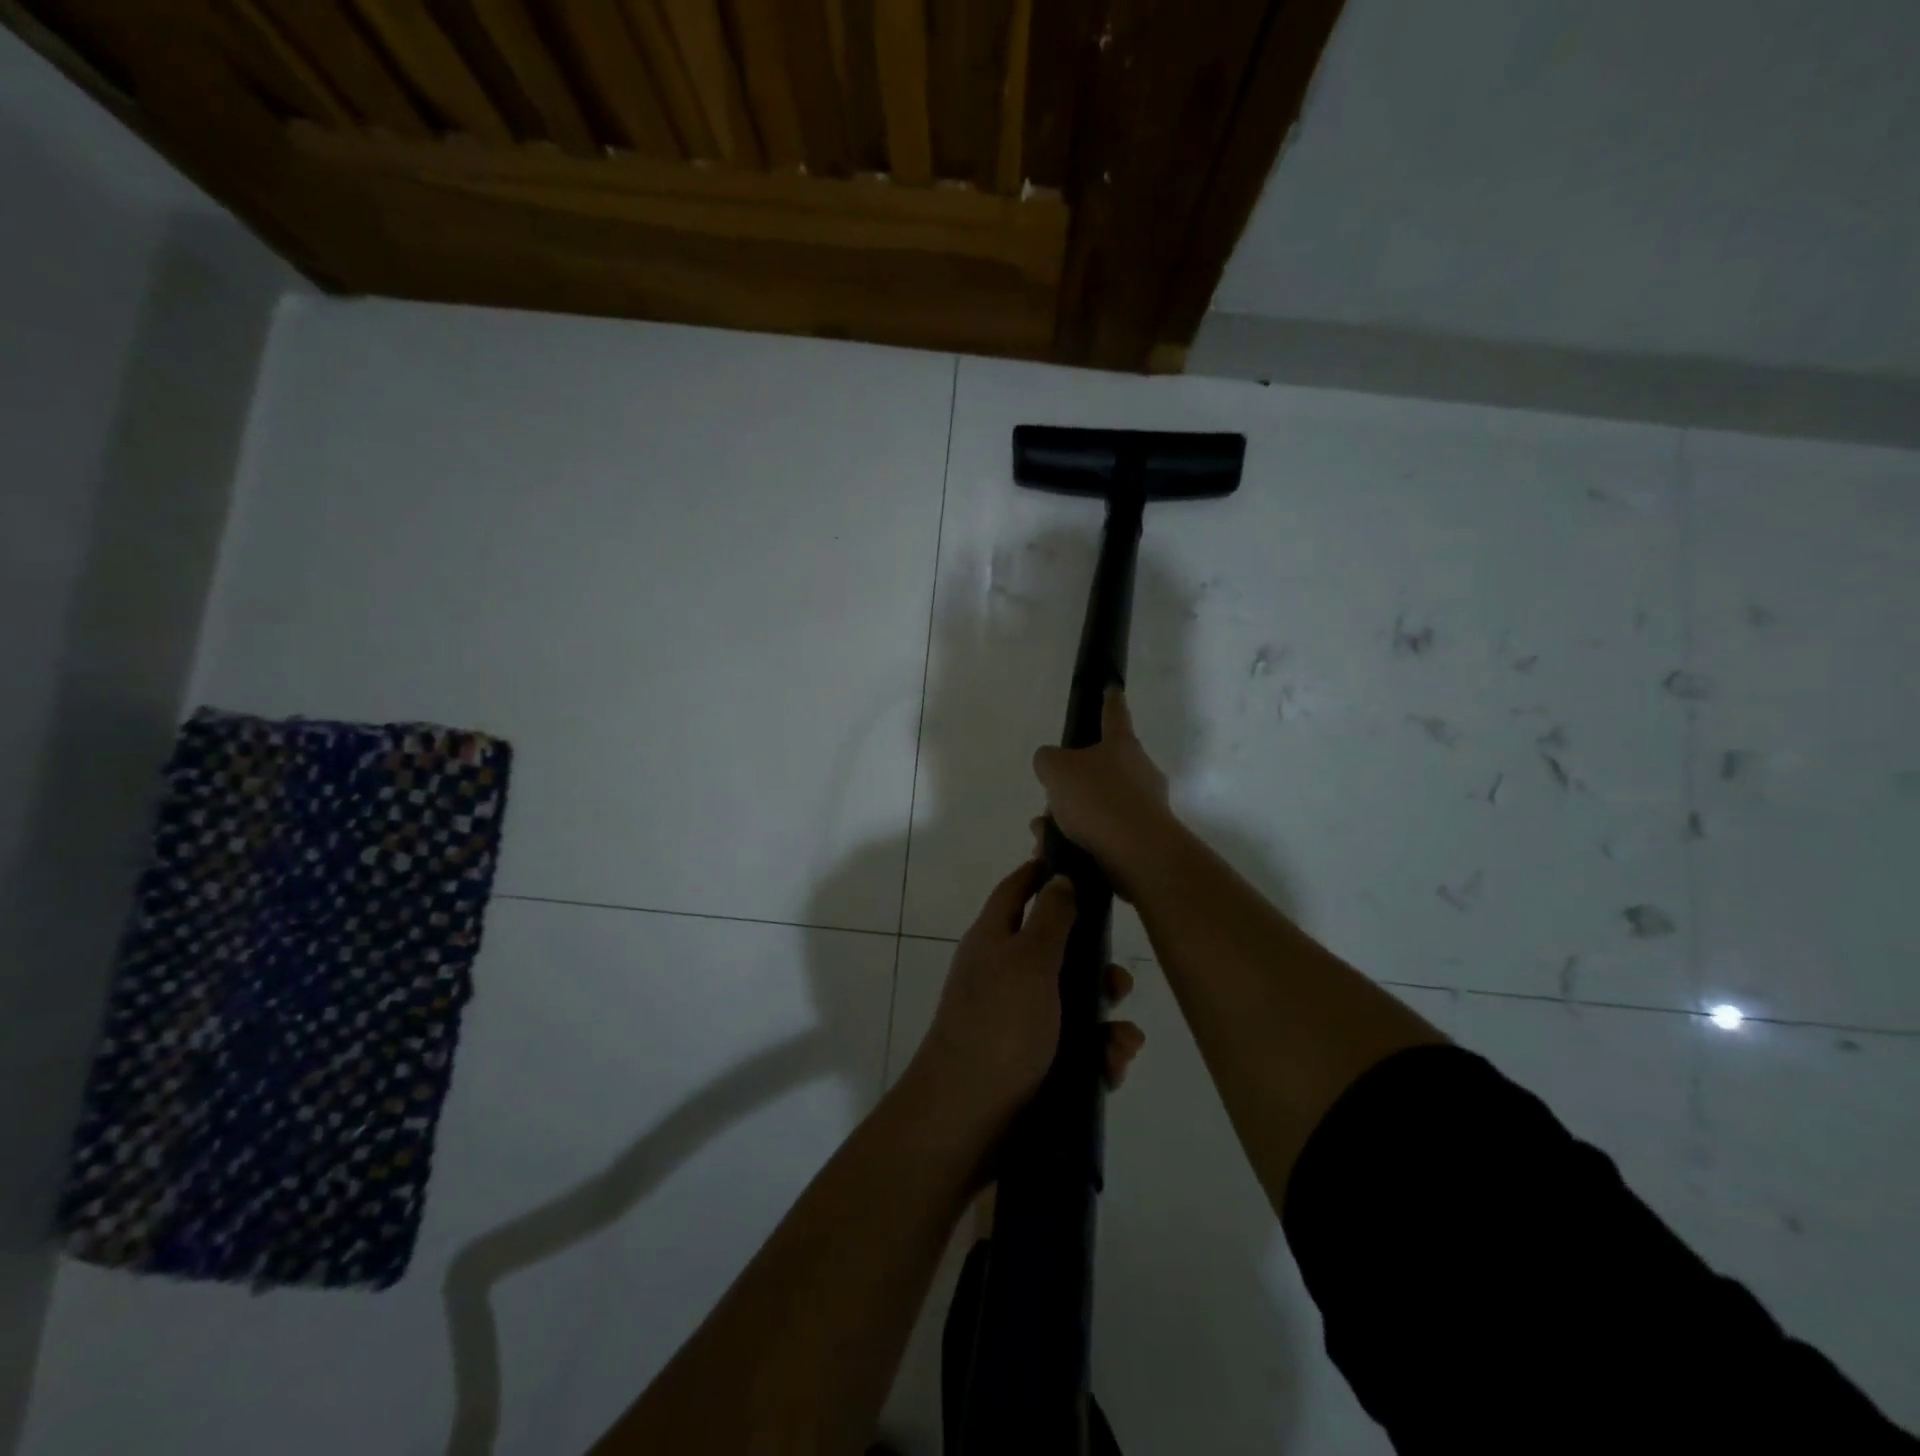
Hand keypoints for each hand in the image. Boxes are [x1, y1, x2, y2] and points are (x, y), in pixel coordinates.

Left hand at [903, 858, 1145, 1141]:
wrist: (968, 1118)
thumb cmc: (999, 1026)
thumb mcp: (1029, 960)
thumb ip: (1050, 917)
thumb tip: (1059, 877)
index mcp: (994, 939)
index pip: (1017, 890)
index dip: (1043, 873)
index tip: (1081, 865)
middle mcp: (1003, 974)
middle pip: (1056, 951)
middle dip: (1095, 966)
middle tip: (1119, 982)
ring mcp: (1016, 1020)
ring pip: (1073, 1004)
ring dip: (1104, 1020)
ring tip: (1122, 1043)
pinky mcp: (1030, 1062)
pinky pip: (1074, 1048)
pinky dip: (1096, 1056)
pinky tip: (1111, 1070)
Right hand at [1032, 688, 1179, 901]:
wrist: (1138, 854)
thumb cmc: (1098, 799)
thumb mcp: (1056, 770)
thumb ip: (1047, 760)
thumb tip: (1052, 764)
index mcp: (1122, 745)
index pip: (1114, 714)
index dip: (1109, 699)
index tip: (1112, 687)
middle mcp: (1139, 771)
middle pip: (1100, 768)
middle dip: (1072, 784)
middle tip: (1048, 799)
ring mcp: (1145, 807)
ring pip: (1097, 805)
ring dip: (1068, 818)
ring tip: (1043, 835)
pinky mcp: (1143, 840)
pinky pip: (1103, 834)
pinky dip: (1077, 841)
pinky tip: (1055, 853)